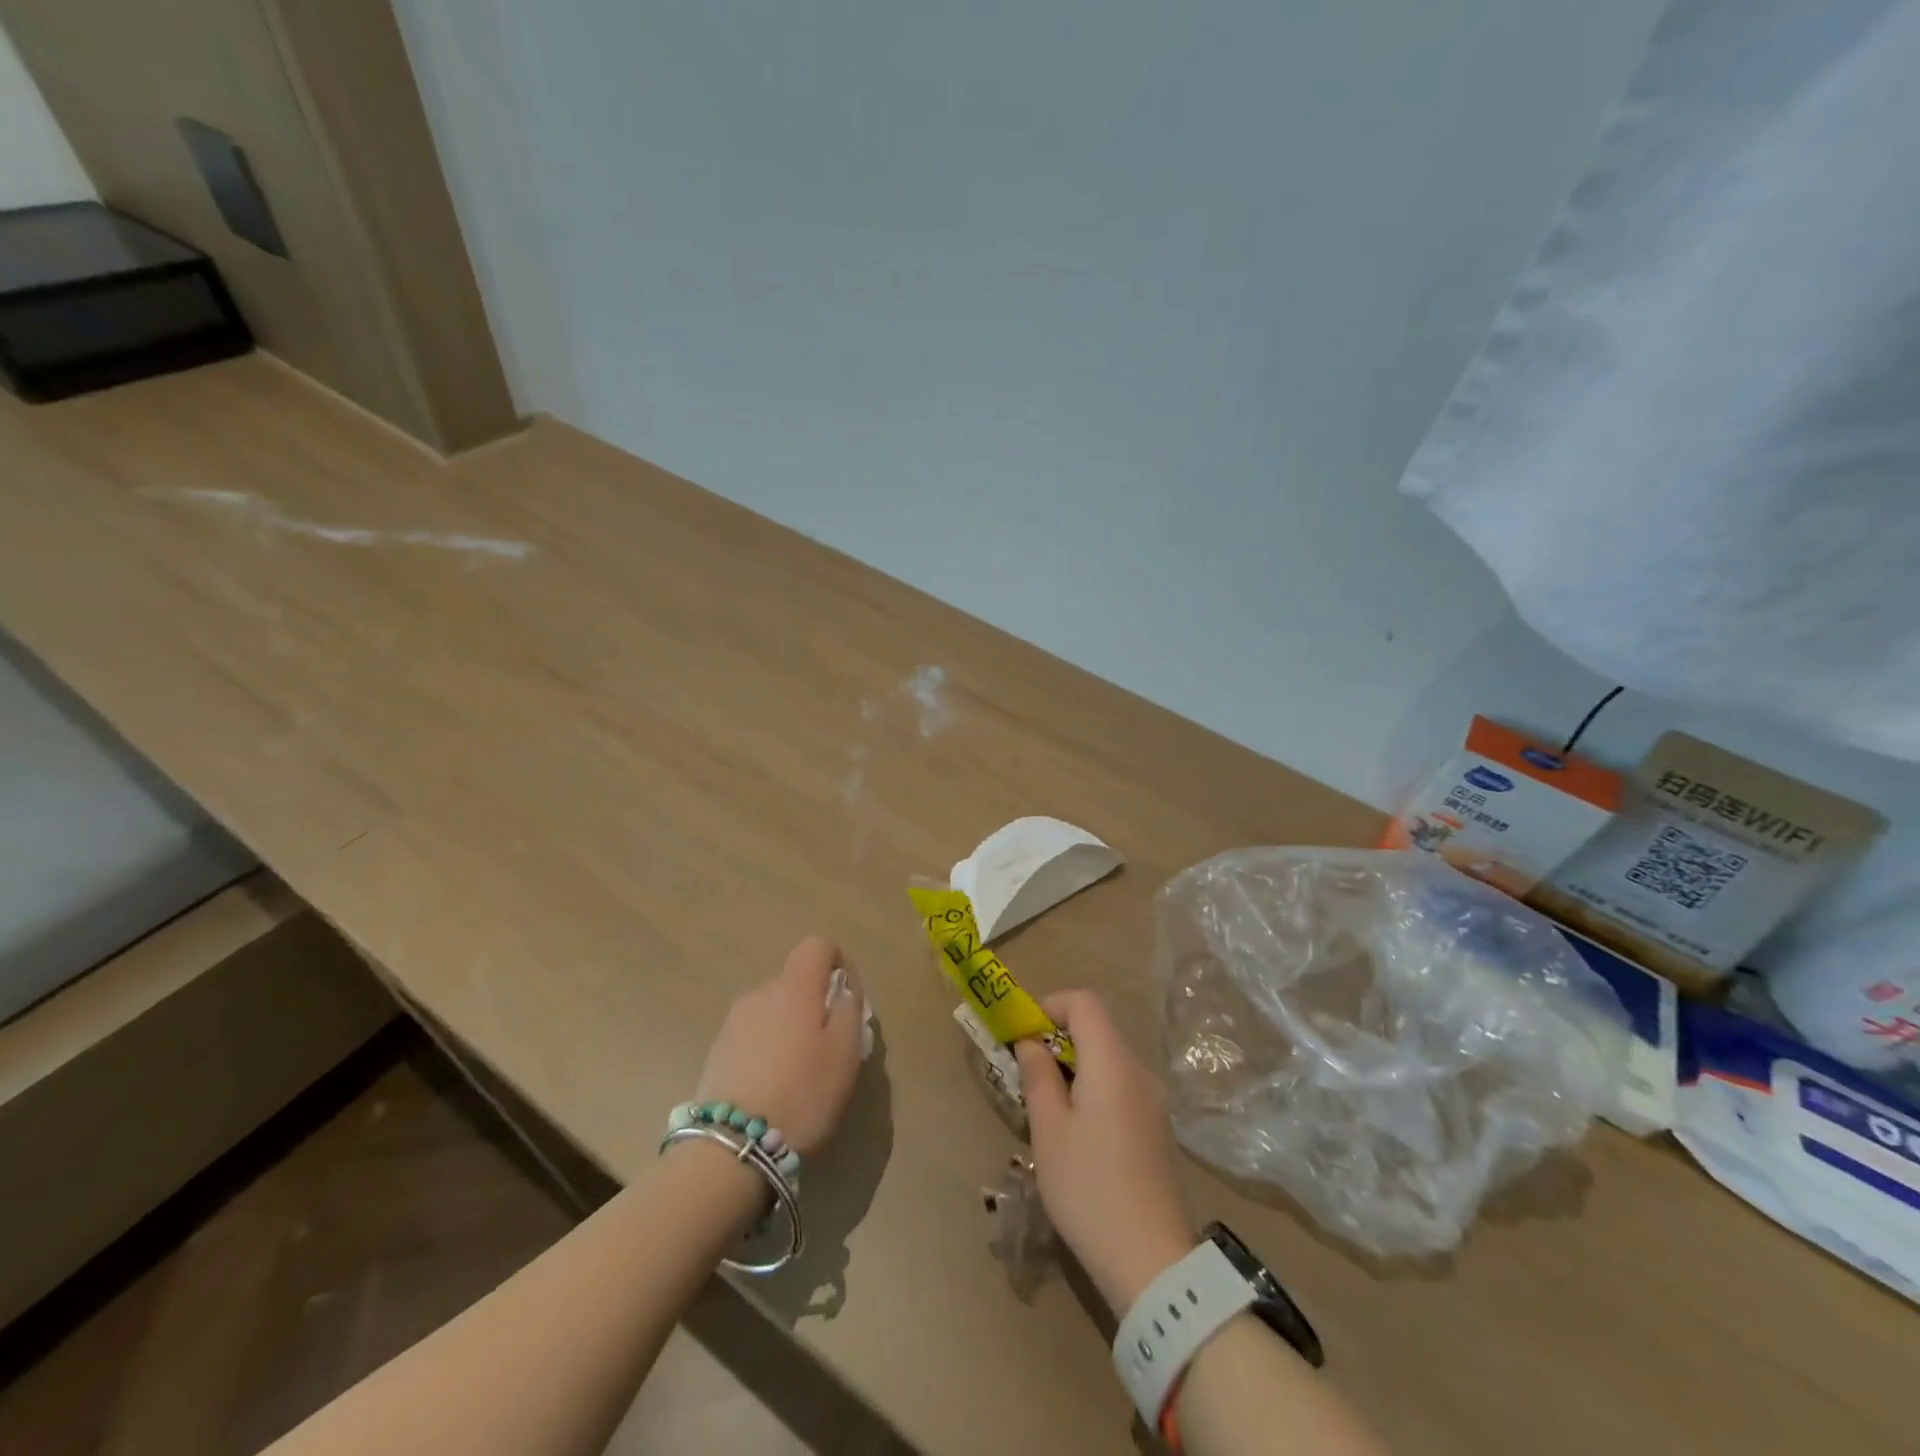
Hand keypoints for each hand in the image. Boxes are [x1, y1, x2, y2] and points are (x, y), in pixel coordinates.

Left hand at [695, 935, 864, 1156]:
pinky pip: (754, 1034)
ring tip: (800, 1072)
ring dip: (791, 1026)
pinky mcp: (717, 1051)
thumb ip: (849, 1007)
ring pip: (774, 1009)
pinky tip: (773, 1086)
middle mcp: (760, 993)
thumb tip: (842, 987)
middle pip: (795, 980)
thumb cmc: (802, 1093)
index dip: (838, 961)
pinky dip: (769, 1048)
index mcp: (794, 987)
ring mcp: (733, 1022)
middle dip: (815, 1002)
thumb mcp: (845, 1052)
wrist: (731, 1146)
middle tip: (830, 1046)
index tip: (848, 997)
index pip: (818, 945)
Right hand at [1015, 991, 1195, 1313]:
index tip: (1024, 1034)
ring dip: (1075, 1068)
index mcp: (1112, 1062)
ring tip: (1047, 1110)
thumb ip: (1038, 1076)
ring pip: (1108, 1061)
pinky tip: (1078, 1136)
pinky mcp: (1158, 1129)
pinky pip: (1121, 1088)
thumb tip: (1031, 1042)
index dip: (1050, 1005)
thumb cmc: (1089, 1188)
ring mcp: (1154, 1101)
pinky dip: (1094, 1090)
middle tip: (1027, 1074)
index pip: (1084, 1002)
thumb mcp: (1049, 1131)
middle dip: (1058, 1040)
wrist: (1152, 1262)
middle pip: (1097, 1030)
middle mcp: (1139, 1071)